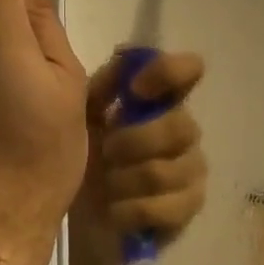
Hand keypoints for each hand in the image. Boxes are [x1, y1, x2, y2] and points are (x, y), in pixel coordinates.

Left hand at [71, 50, 207, 256]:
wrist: (73, 206)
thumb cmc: (81, 150)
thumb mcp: (82, 112)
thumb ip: (105, 85)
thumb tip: (125, 54)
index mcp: (159, 100)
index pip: (188, 70)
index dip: (168, 73)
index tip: (135, 90)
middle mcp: (183, 129)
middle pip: (179, 126)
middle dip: (132, 142)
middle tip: (105, 152)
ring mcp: (191, 169)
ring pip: (164, 171)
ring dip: (124, 180)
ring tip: (105, 184)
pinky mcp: (188, 207)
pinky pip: (166, 208)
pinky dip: (131, 210)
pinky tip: (115, 210)